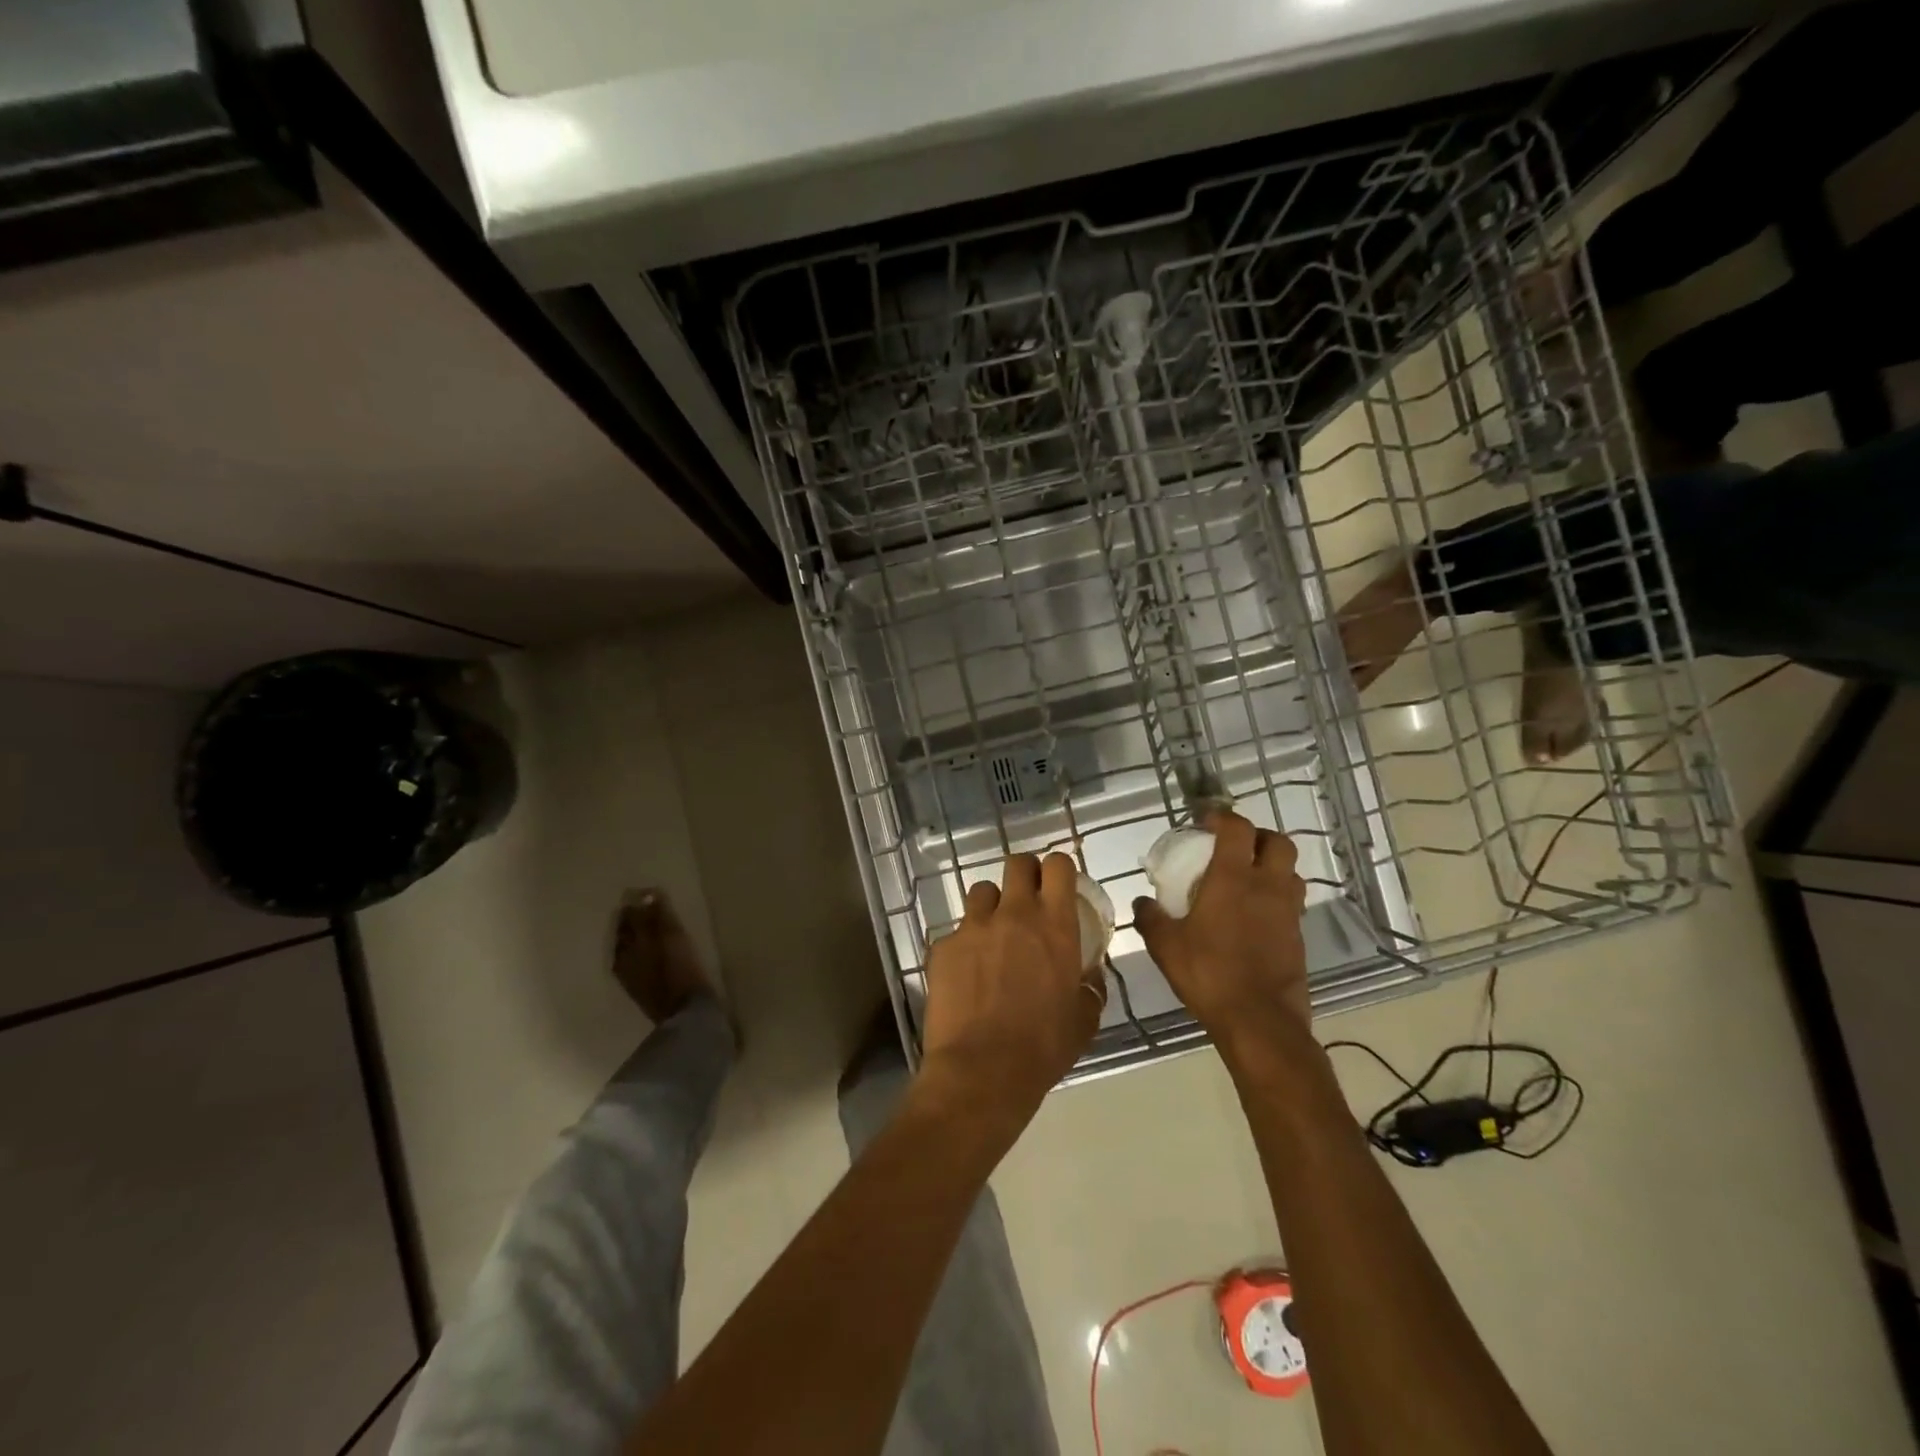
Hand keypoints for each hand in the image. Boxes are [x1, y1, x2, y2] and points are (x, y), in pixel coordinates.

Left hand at [919, 852, 1102, 1128]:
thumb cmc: (1043, 1047)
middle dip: (1024, 874)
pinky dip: (965, 944)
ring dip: (992, 906)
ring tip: (993, 934)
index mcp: (1054, 925)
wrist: (981, 1071)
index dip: (1059, 869)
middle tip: (1027, 899)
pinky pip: (957, 931)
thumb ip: (1090, 987)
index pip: (1058, 866)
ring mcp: (973, 927)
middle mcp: (1014, 914)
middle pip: (1017, 864)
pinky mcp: (944, 946)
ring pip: (982, 892)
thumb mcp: (1084, 1020)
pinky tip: (967, 973)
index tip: (1059, 885)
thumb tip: (1090, 975)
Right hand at [1133, 810, 1309, 1045]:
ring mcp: (1288, 912)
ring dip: (1272, 866)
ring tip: (1247, 879)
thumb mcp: (1166, 946)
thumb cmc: (1209, 974)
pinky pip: (1291, 902)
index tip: (1206, 821)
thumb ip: (1151, 918)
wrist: (1260, 1022)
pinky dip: (1276, 897)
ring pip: (1291, 871)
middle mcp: (1267, 887)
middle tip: (1234, 847)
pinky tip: (1255, 915)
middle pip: (1278, 842)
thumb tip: (1142, 901)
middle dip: (1257, 836)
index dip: (1223, 817)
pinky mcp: (1298, 936)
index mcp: (1233, 879)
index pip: (1237, 829)